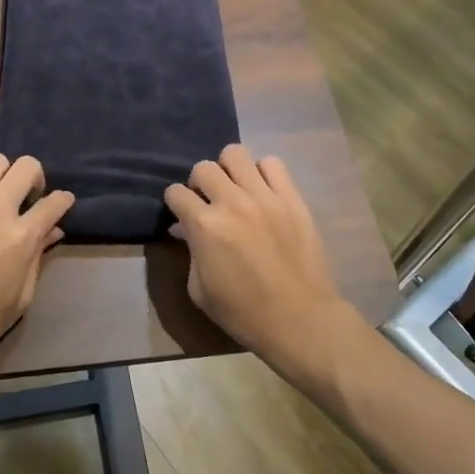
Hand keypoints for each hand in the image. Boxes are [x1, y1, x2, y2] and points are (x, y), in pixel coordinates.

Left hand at [0, 153, 73, 387]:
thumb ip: (38, 256)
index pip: (53, 203)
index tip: (62, 202)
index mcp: (21, 238)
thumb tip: (53, 230)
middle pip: (26, 167)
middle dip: (35, 178)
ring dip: (3, 176)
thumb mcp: (22, 295)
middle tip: (29, 197)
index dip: (63, 200)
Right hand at [164, 145, 359, 377]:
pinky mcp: (291, 198)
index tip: (181, 214)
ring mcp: (264, 196)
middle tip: (208, 202)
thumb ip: (189, 252)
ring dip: (228, 170)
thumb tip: (185, 230)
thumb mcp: (199, 290)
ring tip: (235, 189)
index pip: (175, 192)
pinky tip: (262, 192)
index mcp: (204, 226)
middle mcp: (231, 202)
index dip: (175, 203)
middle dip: (199, 183)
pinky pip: (273, 164)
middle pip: (203, 168)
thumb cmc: (243, 312)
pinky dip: (262, 172)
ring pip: (235, 154)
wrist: (299, 319)